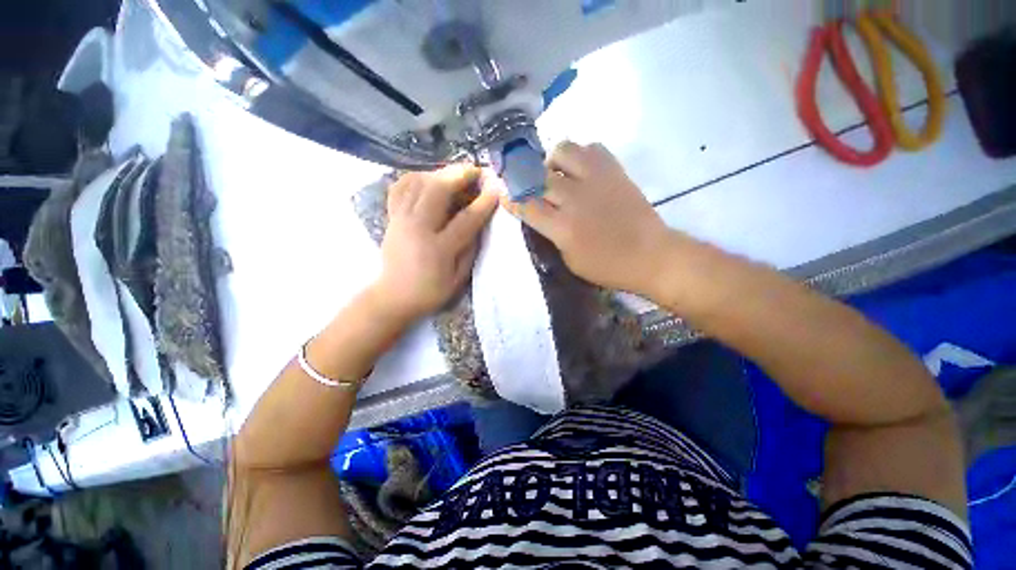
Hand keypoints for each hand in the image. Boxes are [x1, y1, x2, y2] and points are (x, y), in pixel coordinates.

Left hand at [372, 164, 497, 321]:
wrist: (393, 296)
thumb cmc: (430, 291)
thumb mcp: (458, 279)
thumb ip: (470, 250)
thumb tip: (478, 224)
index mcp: (439, 248)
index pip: (466, 220)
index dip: (483, 203)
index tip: (496, 189)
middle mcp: (418, 228)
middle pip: (437, 191)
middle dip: (459, 175)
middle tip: (475, 170)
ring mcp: (401, 220)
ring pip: (418, 184)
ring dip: (439, 173)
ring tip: (455, 173)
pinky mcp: (392, 217)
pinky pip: (400, 188)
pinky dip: (414, 178)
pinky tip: (427, 178)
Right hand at [504, 142, 672, 295]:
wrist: (650, 255)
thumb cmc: (607, 266)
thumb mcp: (570, 261)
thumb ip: (552, 235)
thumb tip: (540, 215)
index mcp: (563, 228)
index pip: (526, 206)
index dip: (511, 197)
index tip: (503, 192)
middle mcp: (575, 199)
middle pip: (539, 176)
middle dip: (528, 178)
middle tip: (531, 186)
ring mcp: (596, 180)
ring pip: (563, 151)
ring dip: (553, 161)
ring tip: (557, 174)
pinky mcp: (615, 171)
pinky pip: (591, 147)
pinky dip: (581, 155)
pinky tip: (581, 170)